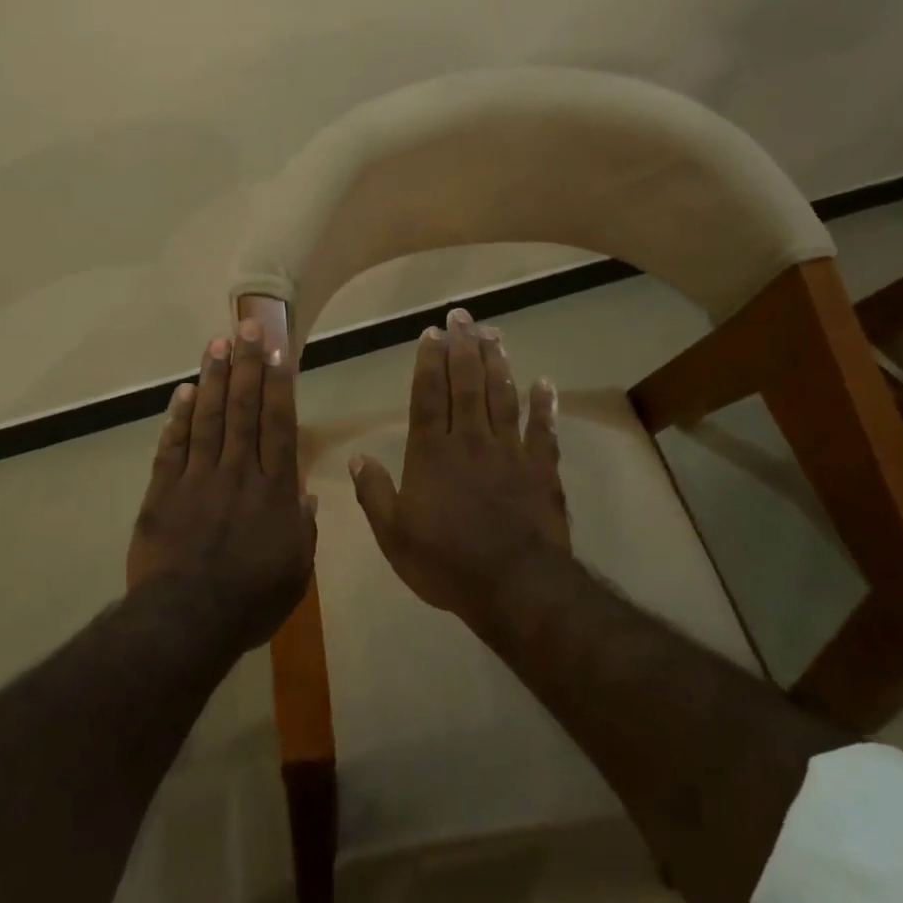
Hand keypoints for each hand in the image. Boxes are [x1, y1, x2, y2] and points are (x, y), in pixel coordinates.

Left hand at [127, 320, 316, 647]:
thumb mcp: (295, 572)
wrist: (186, 621)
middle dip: (246, 364)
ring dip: (214, 379)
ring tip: (217, 343)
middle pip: (244, 410)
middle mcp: (238, 473)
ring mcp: (197, 479)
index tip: (277, 350)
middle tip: (246, 325)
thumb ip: (302, 530)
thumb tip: (306, 497)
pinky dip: (178, 417)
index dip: (279, 385)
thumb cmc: (250, 601)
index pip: (278, 425)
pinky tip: (185, 391)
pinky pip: (172, 446)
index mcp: (274, 491)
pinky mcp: (163, 492)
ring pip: (209, 418)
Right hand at [349, 307, 568, 616]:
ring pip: (502, 397)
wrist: (514, 586)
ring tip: (493, 334)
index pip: (429, 397)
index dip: (429, 363)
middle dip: (462, 347)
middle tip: (462, 316)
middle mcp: (470, 441)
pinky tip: (545, 383)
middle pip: (467, 385)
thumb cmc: (446, 563)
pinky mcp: (541, 469)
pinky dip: (545, 406)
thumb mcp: (394, 535)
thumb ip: (374, 493)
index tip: (431, 334)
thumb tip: (357, 456)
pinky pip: (543, 431)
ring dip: (497, 363)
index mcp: (432, 454)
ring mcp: (510, 452)